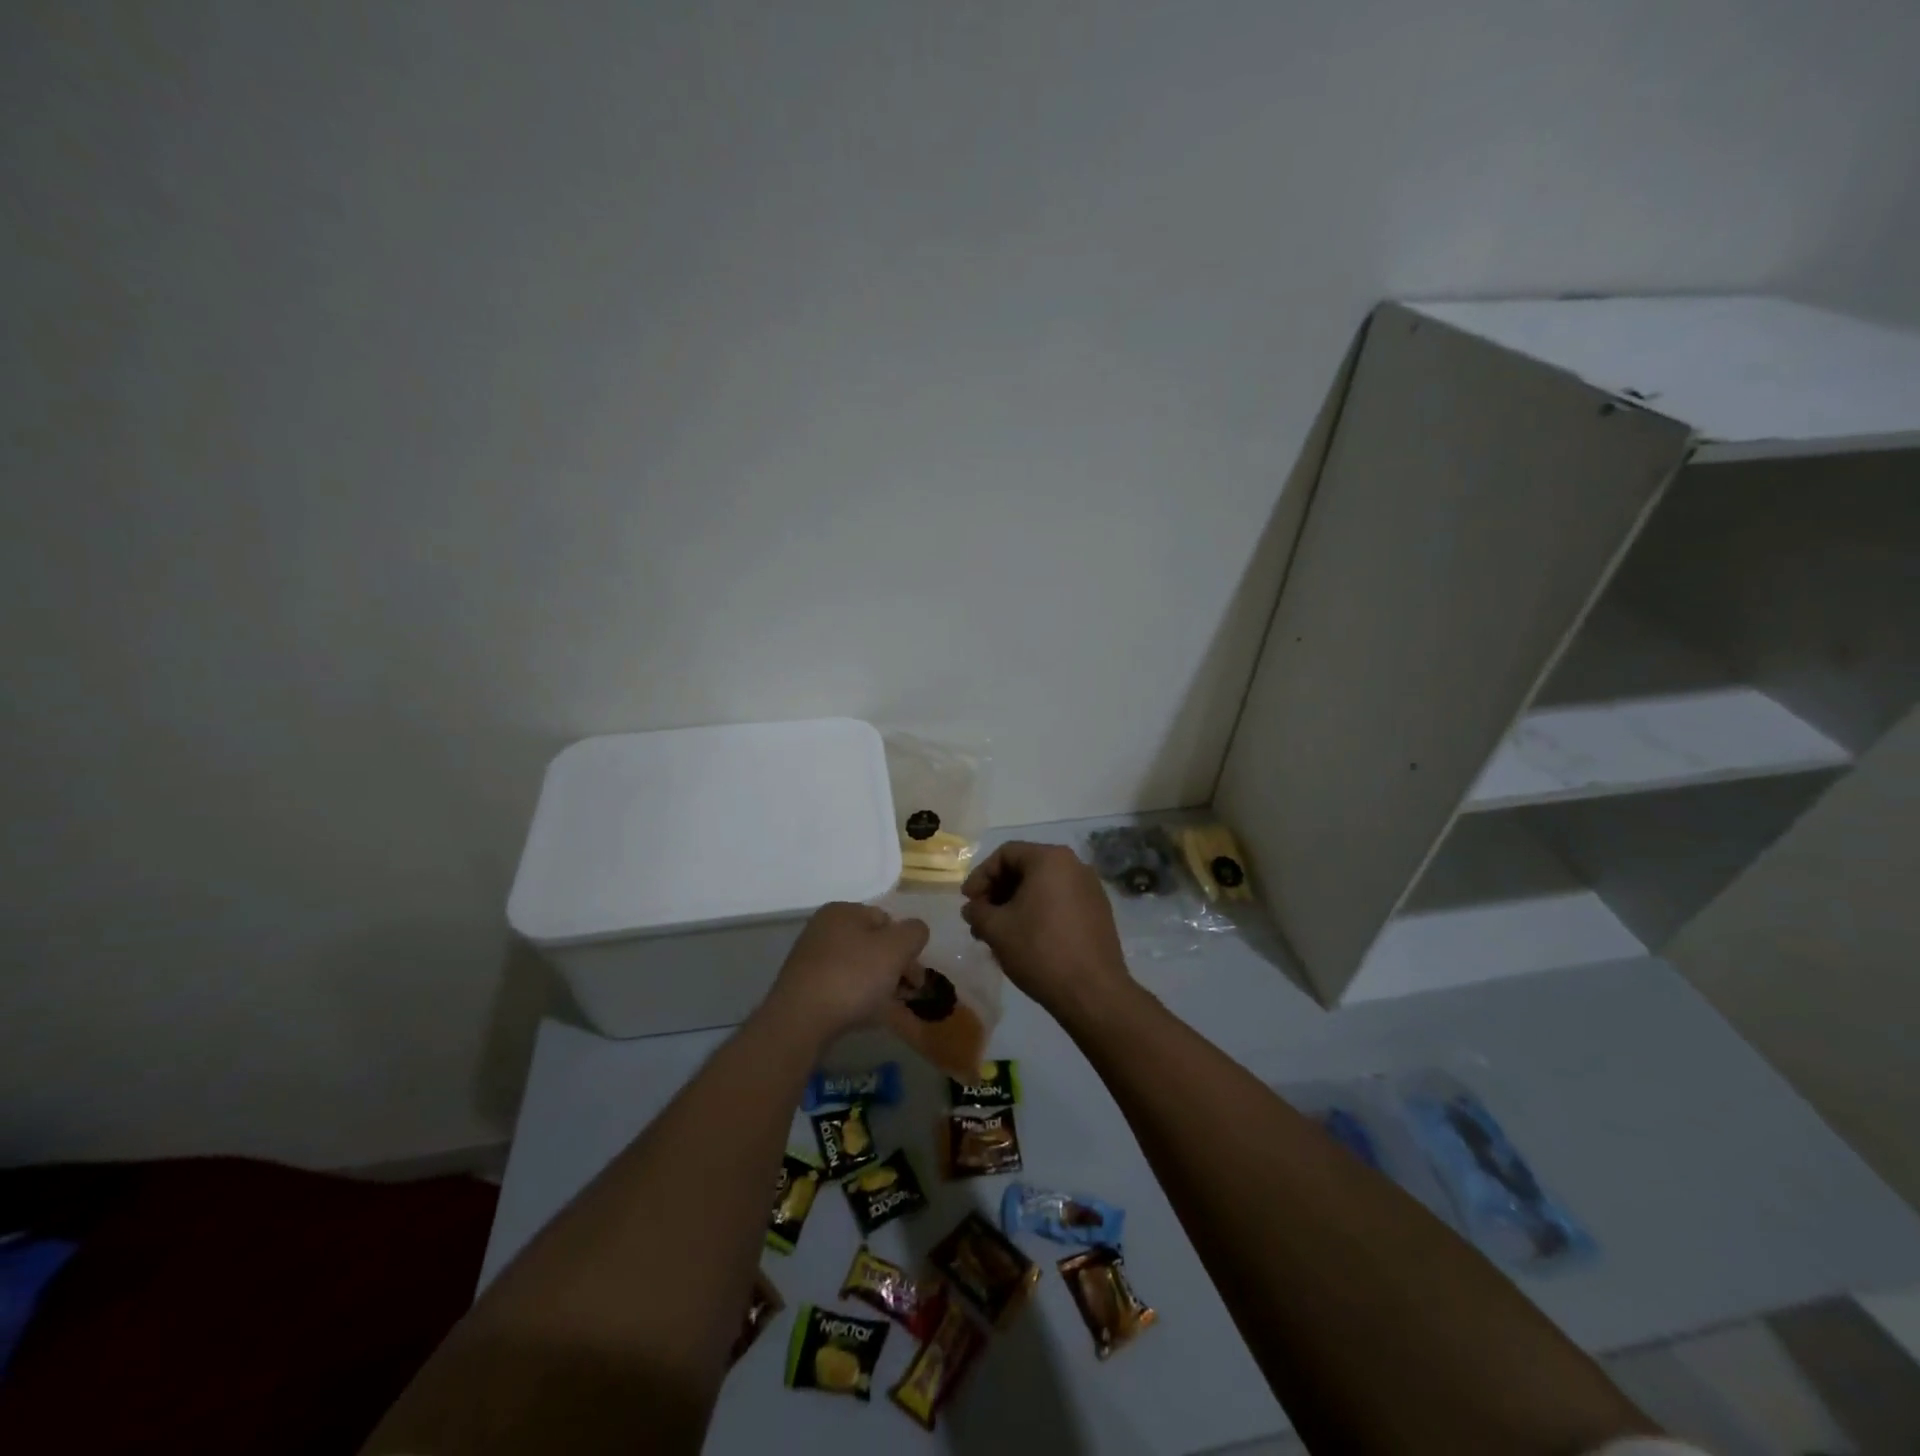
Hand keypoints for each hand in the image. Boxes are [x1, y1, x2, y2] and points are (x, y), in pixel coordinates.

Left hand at [763, 901, 930, 1042]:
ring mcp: (812, 961)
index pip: (886, 920)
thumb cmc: (852, 977)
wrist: (800, 1021)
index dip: (907, 946)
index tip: (916, 975)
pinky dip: (861, 1000)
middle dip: (896, 969)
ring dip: (881, 987)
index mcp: (842, 912)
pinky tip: (872, 1018)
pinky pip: (843, 989)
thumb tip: (915, 931)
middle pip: (873, 946)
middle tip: (910, 994)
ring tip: (895, 1011)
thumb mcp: (896, 948)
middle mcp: (824, 930)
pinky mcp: (806, 989)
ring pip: (860, 970)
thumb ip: (914, 932)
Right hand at [961, 841, 1132, 1020]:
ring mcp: (1090, 889)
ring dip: (1015, 905)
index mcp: (1050, 859)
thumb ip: (977, 911)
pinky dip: (1038, 912)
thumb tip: (972, 908)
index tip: (968, 901)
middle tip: (980, 918)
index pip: (1006, 854)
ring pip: (1042, 887)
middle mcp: (1075, 865)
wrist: (1093, 993)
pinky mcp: (1099, 912)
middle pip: (1025, 868)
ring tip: (998, 933)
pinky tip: (1025, 939)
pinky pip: (1060, 901)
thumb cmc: (1040, 950)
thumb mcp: (996, 929)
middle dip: (997, 892)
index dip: (980, 875)